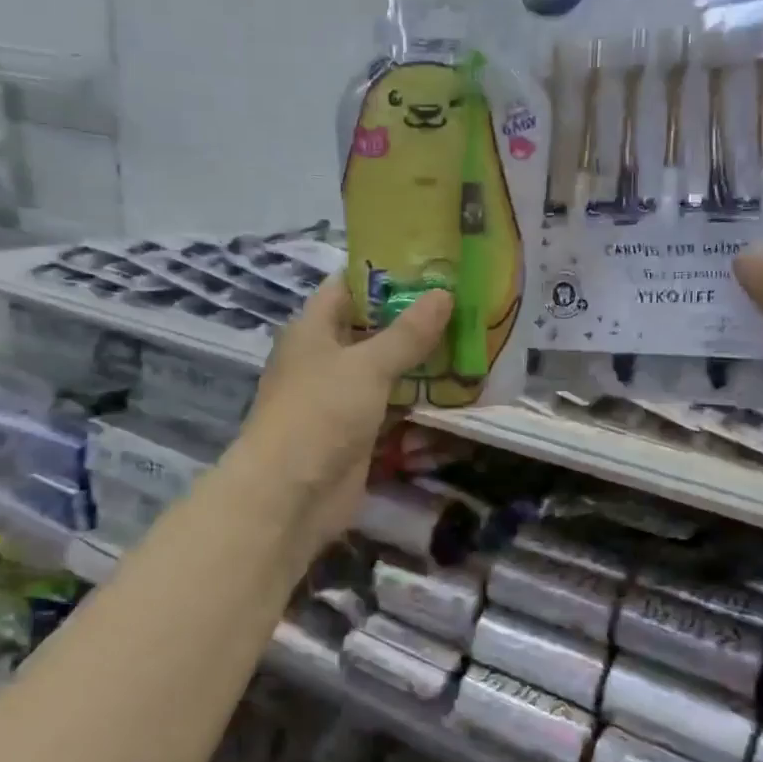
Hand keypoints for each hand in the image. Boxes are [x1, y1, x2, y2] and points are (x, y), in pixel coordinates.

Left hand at [233, 278, 451, 553]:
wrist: (292, 494)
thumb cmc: (321, 412)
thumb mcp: (367, 365)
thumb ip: (408, 333)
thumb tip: (444, 293)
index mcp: (313, 330)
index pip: (348, 287)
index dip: (385, 275)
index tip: (431, 267)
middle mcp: (324, 359)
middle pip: (372, 330)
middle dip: (414, 322)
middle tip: (464, 307)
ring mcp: (340, 399)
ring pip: (386, 372)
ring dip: (421, 364)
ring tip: (471, 344)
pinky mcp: (357, 434)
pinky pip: (392, 409)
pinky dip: (418, 403)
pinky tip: (456, 392)